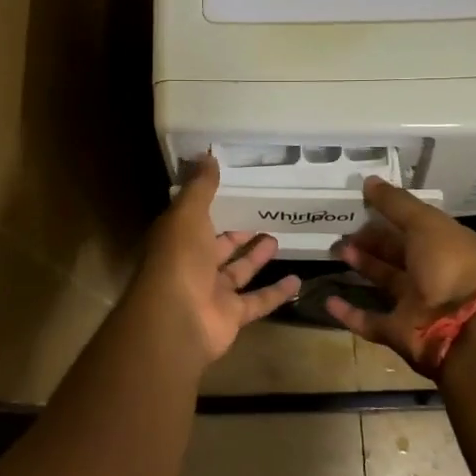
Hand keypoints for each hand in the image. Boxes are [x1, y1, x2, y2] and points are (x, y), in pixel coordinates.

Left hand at [130, 156, 301, 363]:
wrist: (177, 320)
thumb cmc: (180, 259)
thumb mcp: (188, 213)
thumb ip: (200, 187)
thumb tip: (207, 155)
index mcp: (178, 238)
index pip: (195, 217)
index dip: (213, 203)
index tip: (237, 187)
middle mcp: (192, 264)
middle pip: (218, 244)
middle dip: (238, 231)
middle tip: (263, 212)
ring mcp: (212, 292)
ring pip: (239, 271)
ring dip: (257, 256)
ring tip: (279, 237)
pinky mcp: (231, 316)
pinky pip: (257, 301)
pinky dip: (276, 293)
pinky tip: (298, 280)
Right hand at [326, 178, 475, 377]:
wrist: (463, 328)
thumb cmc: (449, 265)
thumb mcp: (425, 223)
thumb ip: (395, 203)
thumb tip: (369, 180)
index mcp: (444, 245)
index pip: (414, 224)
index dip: (389, 213)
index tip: (360, 202)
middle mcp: (432, 272)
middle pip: (397, 252)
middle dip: (370, 239)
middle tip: (342, 229)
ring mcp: (416, 303)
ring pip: (384, 280)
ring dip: (361, 266)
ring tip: (336, 251)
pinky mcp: (399, 331)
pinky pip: (369, 320)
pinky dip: (349, 313)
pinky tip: (328, 300)